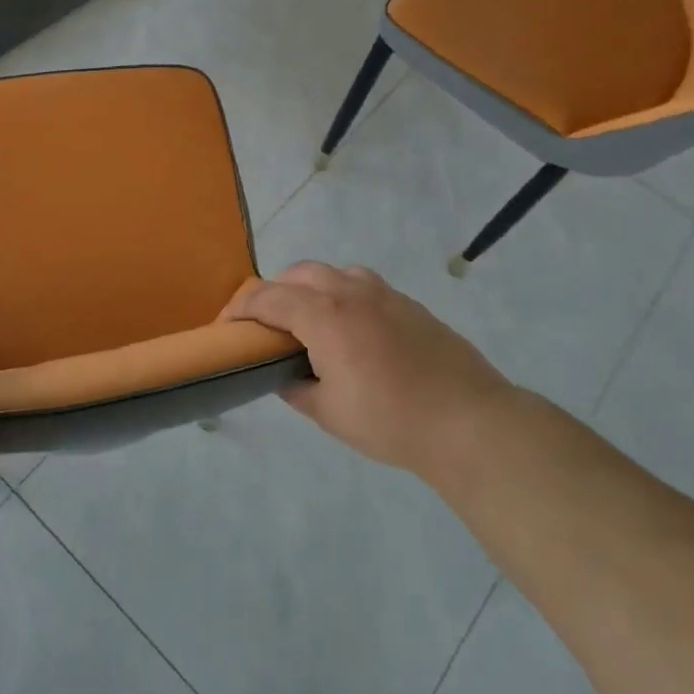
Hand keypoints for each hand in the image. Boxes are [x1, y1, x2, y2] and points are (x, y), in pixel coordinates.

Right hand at [223, 263, 513, 477]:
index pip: (268, 297)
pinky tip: (349, 329)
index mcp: (324, 315)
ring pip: (333, 273)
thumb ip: (297, 388)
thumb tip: (284, 376)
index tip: (225, 325)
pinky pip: (362, 285)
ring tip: (307, 321)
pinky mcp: (409, 304)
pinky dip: (341, 295)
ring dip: (309, 288)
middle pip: (298, 274)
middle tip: (264, 324)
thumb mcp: (329, 412)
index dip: (240, 307)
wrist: (468, 420)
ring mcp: (384, 293)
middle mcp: (350, 291)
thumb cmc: (390, 419)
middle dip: (273, 292)